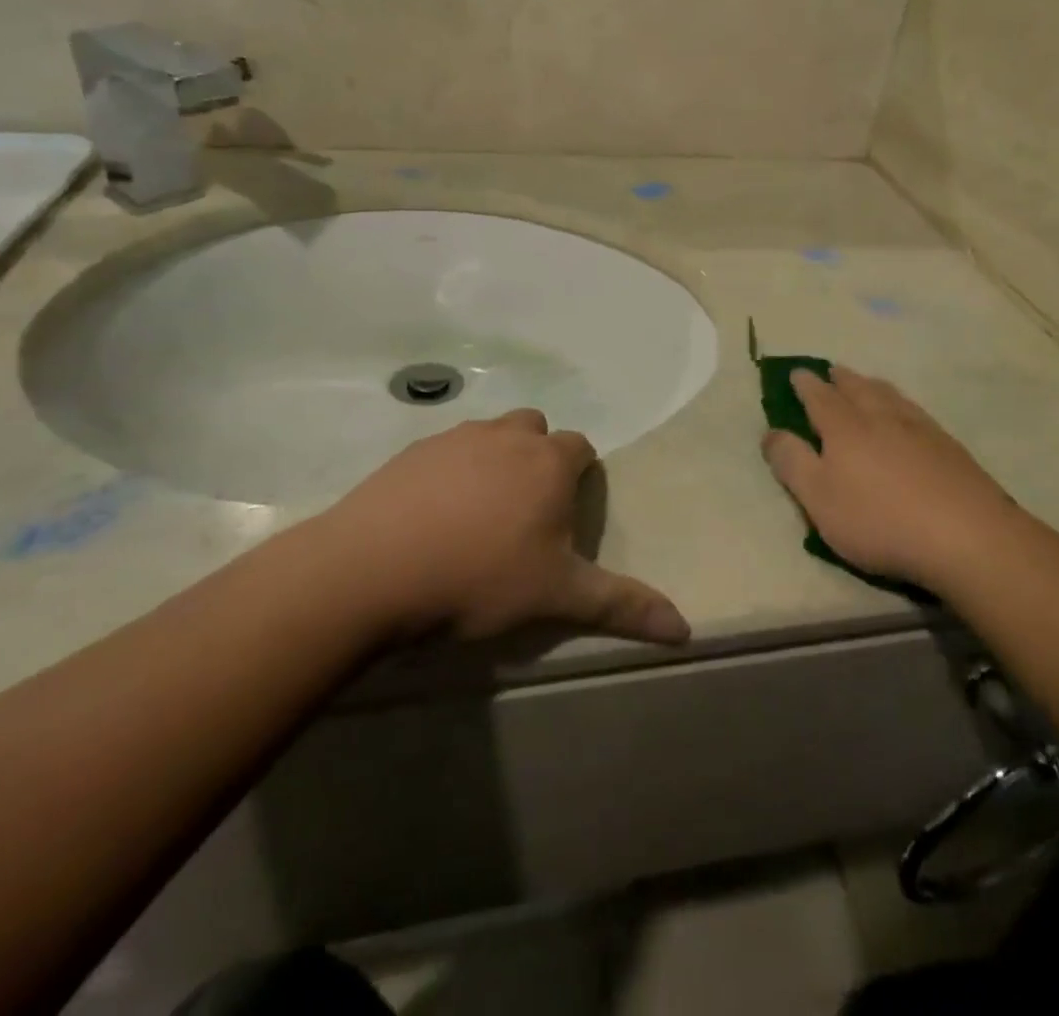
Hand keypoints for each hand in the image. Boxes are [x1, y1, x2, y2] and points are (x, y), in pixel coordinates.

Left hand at [321, 410, 690, 645]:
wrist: (374, 569)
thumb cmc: (480, 577)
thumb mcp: (557, 596)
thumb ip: (622, 606)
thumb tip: (685, 628)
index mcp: (549, 463)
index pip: (581, 448)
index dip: (579, 476)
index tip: (565, 512)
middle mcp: (507, 437)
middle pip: (536, 430)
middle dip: (539, 458)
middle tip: (525, 510)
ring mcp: (456, 438)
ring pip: (490, 434)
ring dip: (495, 459)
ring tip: (479, 512)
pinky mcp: (412, 451)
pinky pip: (446, 449)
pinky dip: (451, 469)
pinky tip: (433, 513)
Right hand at [762, 368, 1024, 591]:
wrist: (967, 536)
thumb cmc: (880, 520)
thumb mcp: (819, 499)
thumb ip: (792, 463)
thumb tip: (770, 432)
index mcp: (845, 428)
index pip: (819, 398)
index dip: (806, 385)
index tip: (796, 373)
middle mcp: (881, 418)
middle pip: (857, 389)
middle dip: (840, 379)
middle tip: (831, 370)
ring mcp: (920, 429)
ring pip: (890, 396)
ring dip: (872, 385)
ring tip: (866, 382)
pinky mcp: (949, 447)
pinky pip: (916, 411)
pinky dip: (901, 403)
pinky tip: (908, 414)